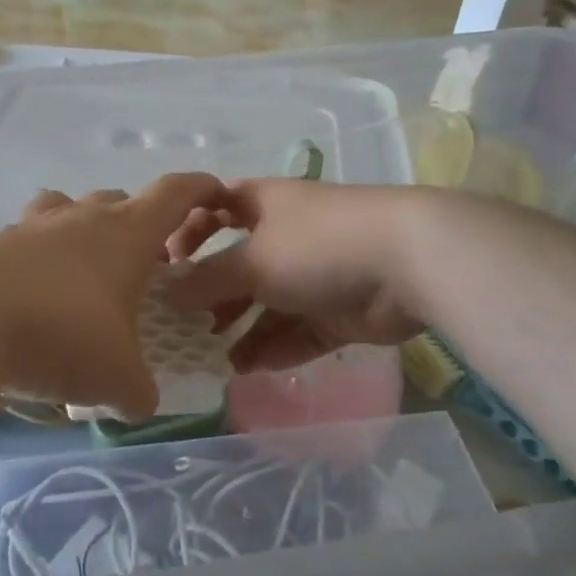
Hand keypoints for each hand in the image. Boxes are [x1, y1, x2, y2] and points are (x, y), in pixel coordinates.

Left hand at [0, 173, 227, 421]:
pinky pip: (23, 241)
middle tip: (141, 266)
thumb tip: (140, 403)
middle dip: (136, 226)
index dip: (199, 189)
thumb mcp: (115, 379)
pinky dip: (35, 260)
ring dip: (81, 230)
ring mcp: (30, 227)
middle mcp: (79, 218)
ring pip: (65, 208)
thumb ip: (138, 392)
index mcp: (125, 235)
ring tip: (81, 272)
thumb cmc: (61, 335)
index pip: (174, 194)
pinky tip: (30, 299)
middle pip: (117, 201)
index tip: (215, 193)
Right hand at [165, 180, 429, 371]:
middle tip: (187, 326)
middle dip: (215, 295)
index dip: (191, 228)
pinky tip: (250, 369)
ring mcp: (316, 276)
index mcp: (265, 206)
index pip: (218, 207)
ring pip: (270, 305)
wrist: (407, 264)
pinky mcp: (340, 312)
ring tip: (216, 359)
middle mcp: (289, 237)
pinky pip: (299, 332)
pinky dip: (276, 348)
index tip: (168, 260)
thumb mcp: (251, 260)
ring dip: (244, 331)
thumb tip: (169, 292)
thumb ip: (207, 280)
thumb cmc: (317, 245)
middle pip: (242, 265)